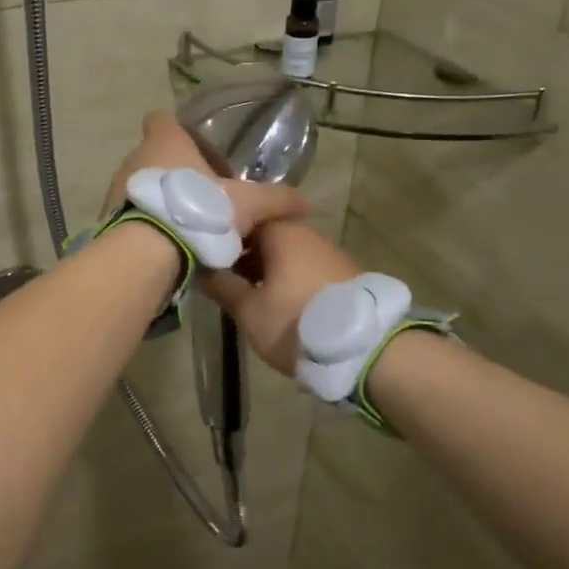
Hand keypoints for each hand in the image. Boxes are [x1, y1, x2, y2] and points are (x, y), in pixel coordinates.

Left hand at [102, 112, 309, 240]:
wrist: (148, 251)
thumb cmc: (198, 211)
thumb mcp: (247, 205)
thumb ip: (276, 200)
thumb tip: (306, 203)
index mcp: (166, 142)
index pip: (161, 119)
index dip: (175, 129)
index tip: (194, 148)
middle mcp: (135, 158)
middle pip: (153, 155)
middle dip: (174, 172)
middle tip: (201, 195)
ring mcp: (117, 188)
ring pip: (140, 185)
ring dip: (158, 198)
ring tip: (184, 224)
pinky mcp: (108, 217)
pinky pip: (129, 213)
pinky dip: (144, 223)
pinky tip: (164, 244)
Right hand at [200, 222, 362, 376]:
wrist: (369, 350)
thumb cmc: (298, 324)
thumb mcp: (249, 311)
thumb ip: (221, 285)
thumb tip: (199, 266)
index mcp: (280, 232)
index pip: (240, 218)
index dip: (220, 236)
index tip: (204, 257)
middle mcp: (306, 233)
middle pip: (264, 235)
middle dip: (241, 255)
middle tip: (221, 280)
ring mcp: (328, 252)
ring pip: (285, 253)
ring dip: (264, 269)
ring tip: (245, 295)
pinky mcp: (343, 274)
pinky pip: (303, 267)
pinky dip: (286, 278)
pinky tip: (277, 302)